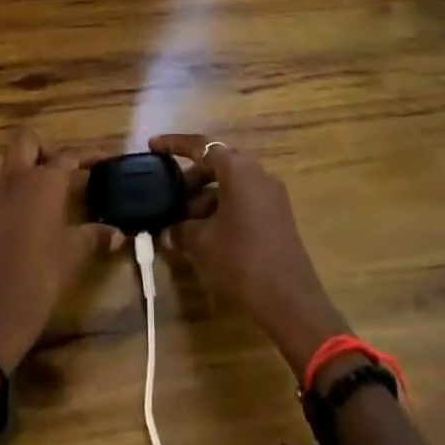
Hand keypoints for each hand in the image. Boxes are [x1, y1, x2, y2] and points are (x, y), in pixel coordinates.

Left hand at [0, 127, 112, 371]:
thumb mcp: (71, 256)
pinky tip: (22, 211)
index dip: (88, 156)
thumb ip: (93, 236)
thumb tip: (118, 233)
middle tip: (61, 170)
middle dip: (44, 148)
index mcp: (43, 182)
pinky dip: (8, 186)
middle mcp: (15, 177)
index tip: (103, 159)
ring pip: (3, 157)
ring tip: (39, 186)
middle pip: (26, 140)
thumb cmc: (38, 279)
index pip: (68, 156)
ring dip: (21, 162)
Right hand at [150, 133, 349, 373]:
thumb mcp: (202, 243)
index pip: (200, 146)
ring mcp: (271, 194)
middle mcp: (257, 172)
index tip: (153, 146)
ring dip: (206, 196)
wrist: (291, 300)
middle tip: (169, 193)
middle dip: (191, 176)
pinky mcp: (278, 215)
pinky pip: (244, 199)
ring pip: (231, 183)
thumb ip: (179, 230)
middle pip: (218, 163)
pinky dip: (222, 208)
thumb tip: (166, 232)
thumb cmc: (241, 260)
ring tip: (183, 220)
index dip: (174, 144)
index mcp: (238, 169)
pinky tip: (207, 233)